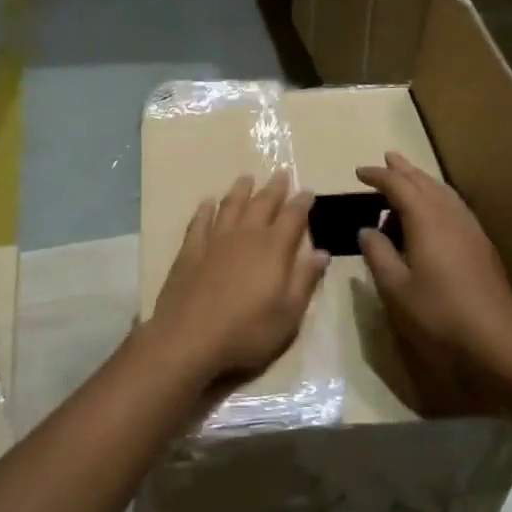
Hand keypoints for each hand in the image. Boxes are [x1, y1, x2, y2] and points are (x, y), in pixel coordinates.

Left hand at [146, 172, 328, 387]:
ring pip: (231, 205)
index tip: (308, 191)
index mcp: (274, 249)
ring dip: (241, 190)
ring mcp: (215, 240)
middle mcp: (246, 235)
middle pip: (263, 203)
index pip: (293, 217)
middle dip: (274, 188)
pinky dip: (206, 209)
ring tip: (247, 178)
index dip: (302, 202)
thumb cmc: (247, 331)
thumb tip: (322, 252)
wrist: (189, 337)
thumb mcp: (288, 314)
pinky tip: (207, 202)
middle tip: (282, 173)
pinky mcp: (190, 249)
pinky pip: (200, 221)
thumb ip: (305, 280)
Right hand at [356, 153, 511, 407]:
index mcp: (426, 219)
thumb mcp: (395, 288)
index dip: (378, 176)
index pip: (398, 185)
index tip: (359, 173)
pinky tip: (434, 213)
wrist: (497, 341)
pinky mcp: (481, 245)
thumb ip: (378, 254)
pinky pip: (454, 207)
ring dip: (423, 181)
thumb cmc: (439, 314)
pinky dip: (437, 199)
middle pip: (424, 181)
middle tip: (386, 159)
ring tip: (408, 178)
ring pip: (443, 192)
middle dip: (404, 170)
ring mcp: (470, 228)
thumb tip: (366, 229)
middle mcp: (450, 214)